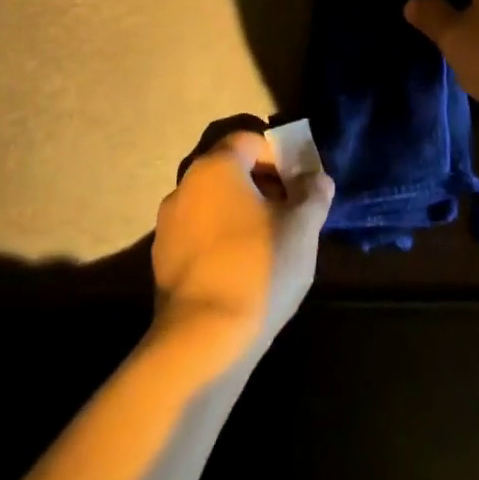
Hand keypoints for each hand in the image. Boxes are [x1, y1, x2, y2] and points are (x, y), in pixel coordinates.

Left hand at [151, 130, 332, 363]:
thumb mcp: (302, 228)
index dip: (279, 156)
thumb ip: (313, 193)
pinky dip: (220, 238)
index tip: (300, 184)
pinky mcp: (161, 258)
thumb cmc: (258, 268)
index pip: (249, 140)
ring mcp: (167, 223)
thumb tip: (316, 178)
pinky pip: (198, 232)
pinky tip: (241, 268)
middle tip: (290, 212)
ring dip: (240, 212)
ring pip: (212, 203)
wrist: (203, 340)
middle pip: (229, 169)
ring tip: (269, 243)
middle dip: (261, 184)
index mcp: (216, 167)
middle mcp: (184, 185)